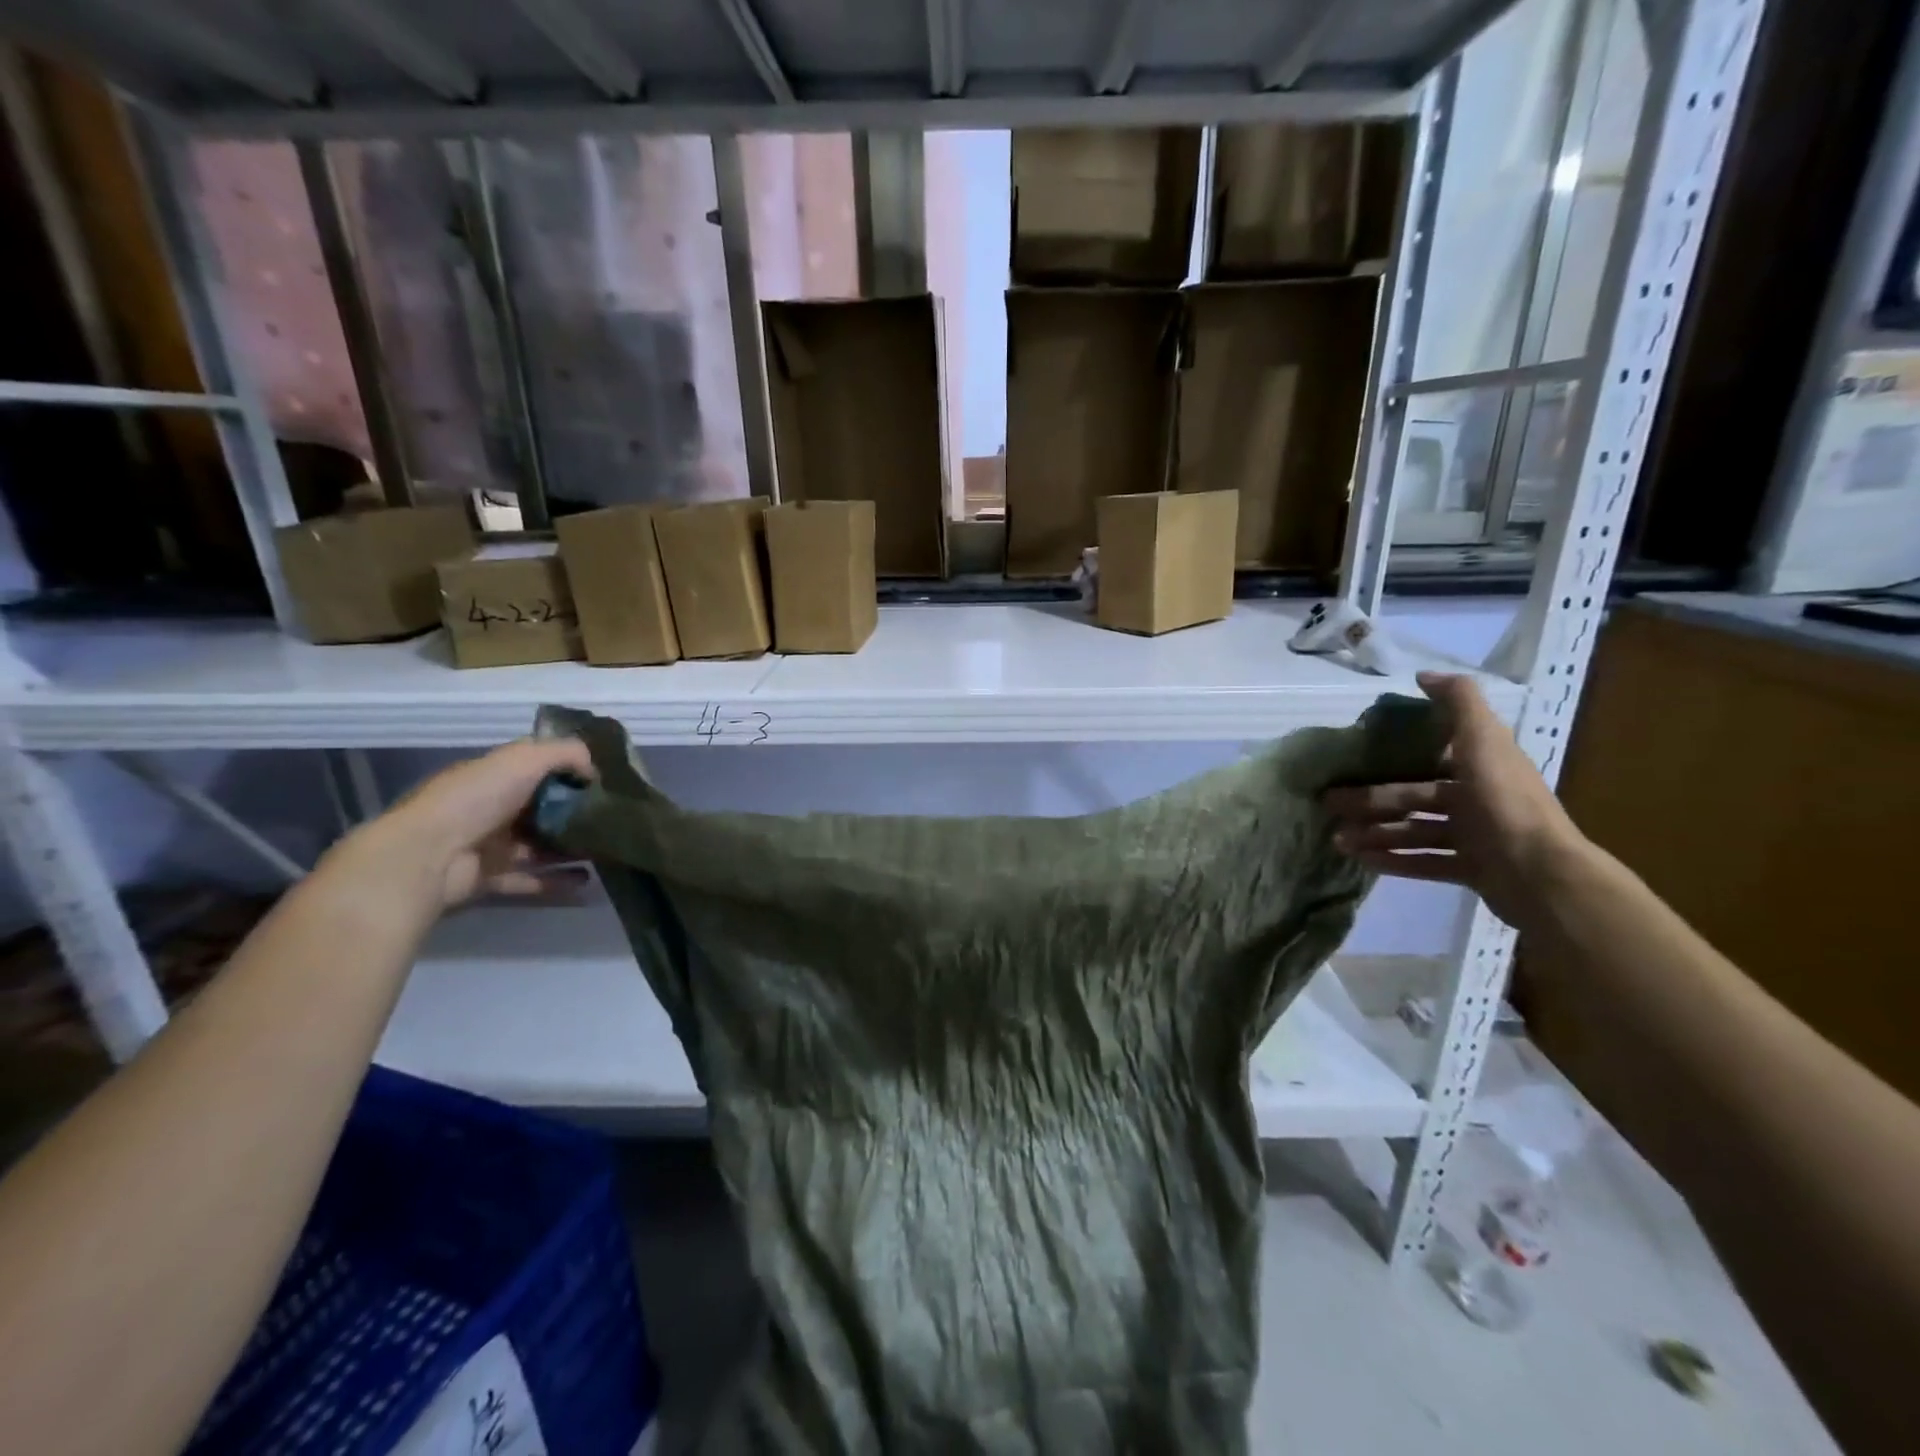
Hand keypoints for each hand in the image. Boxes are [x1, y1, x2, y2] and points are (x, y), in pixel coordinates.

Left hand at [336, 739, 595, 909]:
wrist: (425, 856)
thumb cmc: (476, 799)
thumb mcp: (524, 759)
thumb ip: (565, 753)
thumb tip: (595, 769)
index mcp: (495, 776)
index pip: (537, 769)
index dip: (570, 771)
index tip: (606, 780)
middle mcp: (492, 808)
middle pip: (542, 809)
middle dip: (576, 813)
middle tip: (614, 819)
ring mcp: (490, 845)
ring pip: (540, 846)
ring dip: (571, 848)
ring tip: (608, 850)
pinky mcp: (490, 877)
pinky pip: (531, 879)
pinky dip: (557, 881)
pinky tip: (588, 883)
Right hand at [1323, 672, 1590, 929]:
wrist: (1541, 874)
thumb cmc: (1504, 801)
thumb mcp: (1483, 740)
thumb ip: (1458, 702)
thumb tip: (1424, 675)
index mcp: (1481, 766)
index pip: (1429, 757)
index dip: (1393, 757)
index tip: (1354, 760)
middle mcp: (1477, 798)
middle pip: (1413, 797)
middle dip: (1370, 801)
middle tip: (1330, 804)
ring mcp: (1475, 837)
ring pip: (1414, 831)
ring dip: (1375, 833)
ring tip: (1339, 841)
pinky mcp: (1471, 870)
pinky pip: (1424, 862)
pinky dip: (1394, 860)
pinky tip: (1362, 860)